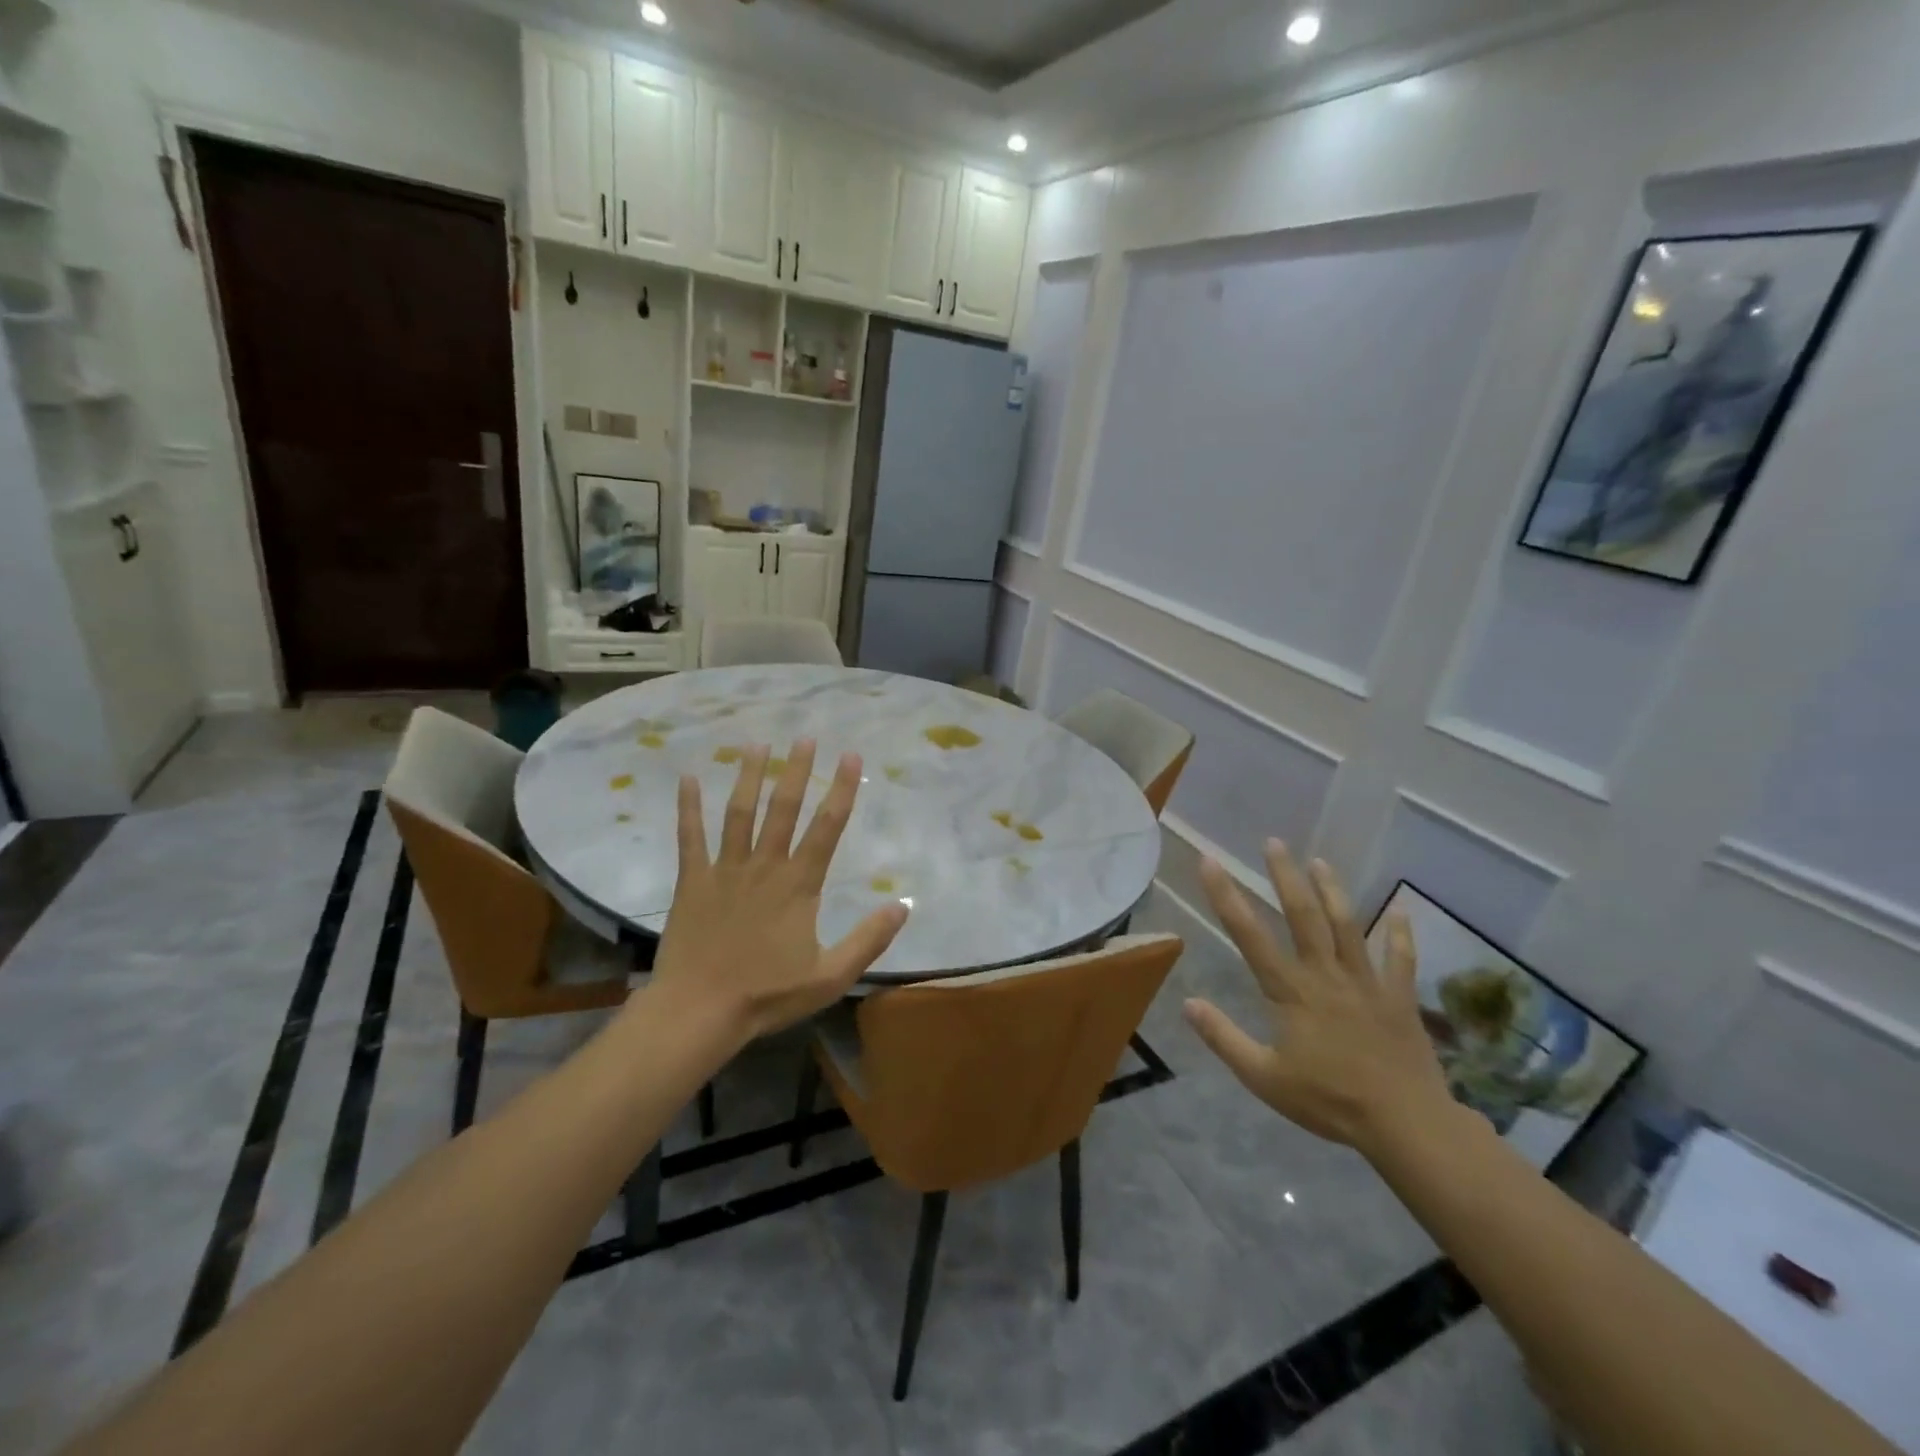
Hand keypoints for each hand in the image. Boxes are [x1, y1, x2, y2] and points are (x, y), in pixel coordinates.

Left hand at [650, 741, 907, 1042]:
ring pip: (739, 813)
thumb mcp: (831, 976)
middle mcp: (764, 865)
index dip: (842, 789)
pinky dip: (688, 807)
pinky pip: (689, 837)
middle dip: (797, 770)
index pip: (827, 827)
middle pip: (783, 808)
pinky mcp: (692, 881)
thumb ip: (868, 939)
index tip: (850, 756)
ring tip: (758, 745)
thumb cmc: (767, 995)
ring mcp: (725, 870)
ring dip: (749, 776)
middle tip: (805, 737)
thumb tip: (903, 905)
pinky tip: (688, 778)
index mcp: (799, 884)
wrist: (699, 1011)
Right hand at [1182, 840, 1451, 1155]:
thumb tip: (1188, 1003)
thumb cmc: (1329, 1101)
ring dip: (1332, 891)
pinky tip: (1402, 910)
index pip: (1250, 935)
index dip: (1226, 897)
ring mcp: (1366, 982)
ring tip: (1320, 861)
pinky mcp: (1398, 998)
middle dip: (1285, 877)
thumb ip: (1224, 1038)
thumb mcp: (1264, 1077)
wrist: (1406, 1124)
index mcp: (1291, 992)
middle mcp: (1326, 975)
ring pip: (1347, 926)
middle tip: (1274, 842)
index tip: (1211, 862)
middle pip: (1303, 916)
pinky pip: (1401, 959)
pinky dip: (1401, 933)